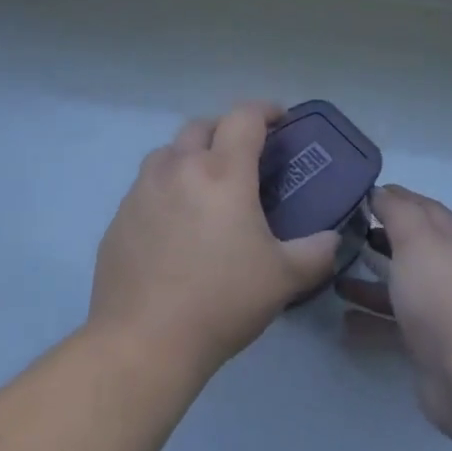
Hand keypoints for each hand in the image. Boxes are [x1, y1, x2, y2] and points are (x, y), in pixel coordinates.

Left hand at [90, 103, 340, 377]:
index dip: (266, 110)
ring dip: (190, 155)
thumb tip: (332, 238)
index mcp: (222, 173)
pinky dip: (166, 188)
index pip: (244, 117)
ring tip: (206, 186)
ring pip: (167, 153)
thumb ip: (316, 252)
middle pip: (201, 126)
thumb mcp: (284, 278)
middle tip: (244, 156)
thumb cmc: (222, 301)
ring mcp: (142, 191)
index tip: (281, 119)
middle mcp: (178, 169)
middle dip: (226, 130)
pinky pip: (146, 187)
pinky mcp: (119, 218)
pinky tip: (175, 224)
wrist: (145, 340)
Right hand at [335, 185, 451, 440]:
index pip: (426, 210)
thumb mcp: (418, 241)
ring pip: (400, 288)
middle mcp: (450, 273)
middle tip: (343, 234)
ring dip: (370, 280)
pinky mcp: (427, 346)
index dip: (398, 198)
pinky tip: (343, 320)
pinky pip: (392, 326)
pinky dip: (369, 321)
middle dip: (381, 238)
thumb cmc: (443, 297)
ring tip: (334, 275)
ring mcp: (440, 312)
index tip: (364, 193)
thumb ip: (398, 213)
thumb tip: (382, 191)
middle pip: (412, 248)